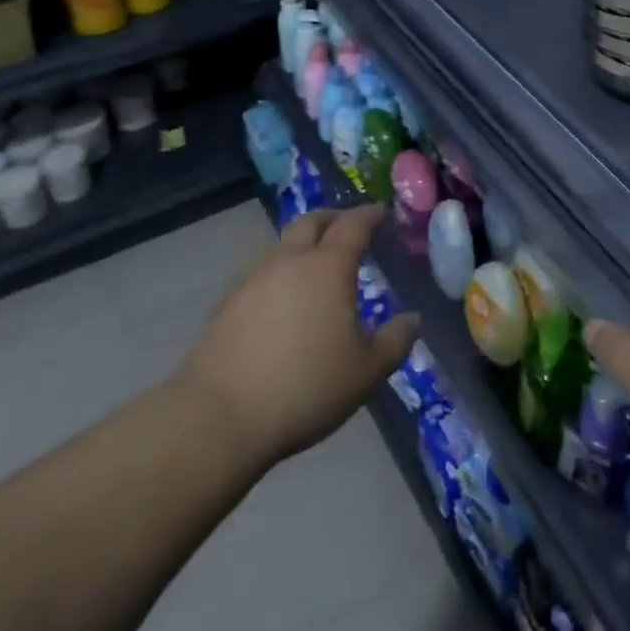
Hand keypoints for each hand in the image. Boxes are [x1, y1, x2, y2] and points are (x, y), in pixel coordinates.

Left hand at [176, 205, 419, 473]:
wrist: (218, 418)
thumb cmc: (305, 388)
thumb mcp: (365, 373)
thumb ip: (395, 342)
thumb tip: (412, 319)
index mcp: (329, 266)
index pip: (354, 224)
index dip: (370, 214)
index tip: (382, 213)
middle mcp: (290, 260)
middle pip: (312, 221)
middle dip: (333, 219)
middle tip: (348, 229)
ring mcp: (253, 279)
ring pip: (282, 246)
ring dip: (302, 246)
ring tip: (314, 269)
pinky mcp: (226, 304)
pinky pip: (260, 274)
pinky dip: (278, 275)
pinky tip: (281, 302)